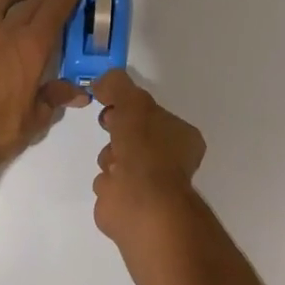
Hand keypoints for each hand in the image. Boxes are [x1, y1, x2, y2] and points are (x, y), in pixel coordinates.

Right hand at [90, 69, 206, 249]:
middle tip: (109, 126)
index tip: (112, 104)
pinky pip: (111, 183)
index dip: (130, 107)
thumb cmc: (144, 148)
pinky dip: (107, 181)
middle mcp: (171, 160)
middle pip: (134, 135)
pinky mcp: (130, 203)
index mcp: (182, 137)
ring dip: (110, 156)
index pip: (152, 115)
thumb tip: (102, 81)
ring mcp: (151, 184)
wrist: (139, 200)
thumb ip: (117, 85)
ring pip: (119, 158)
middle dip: (118, 130)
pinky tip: (110, 184)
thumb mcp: (132, 102)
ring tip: (113, 163)